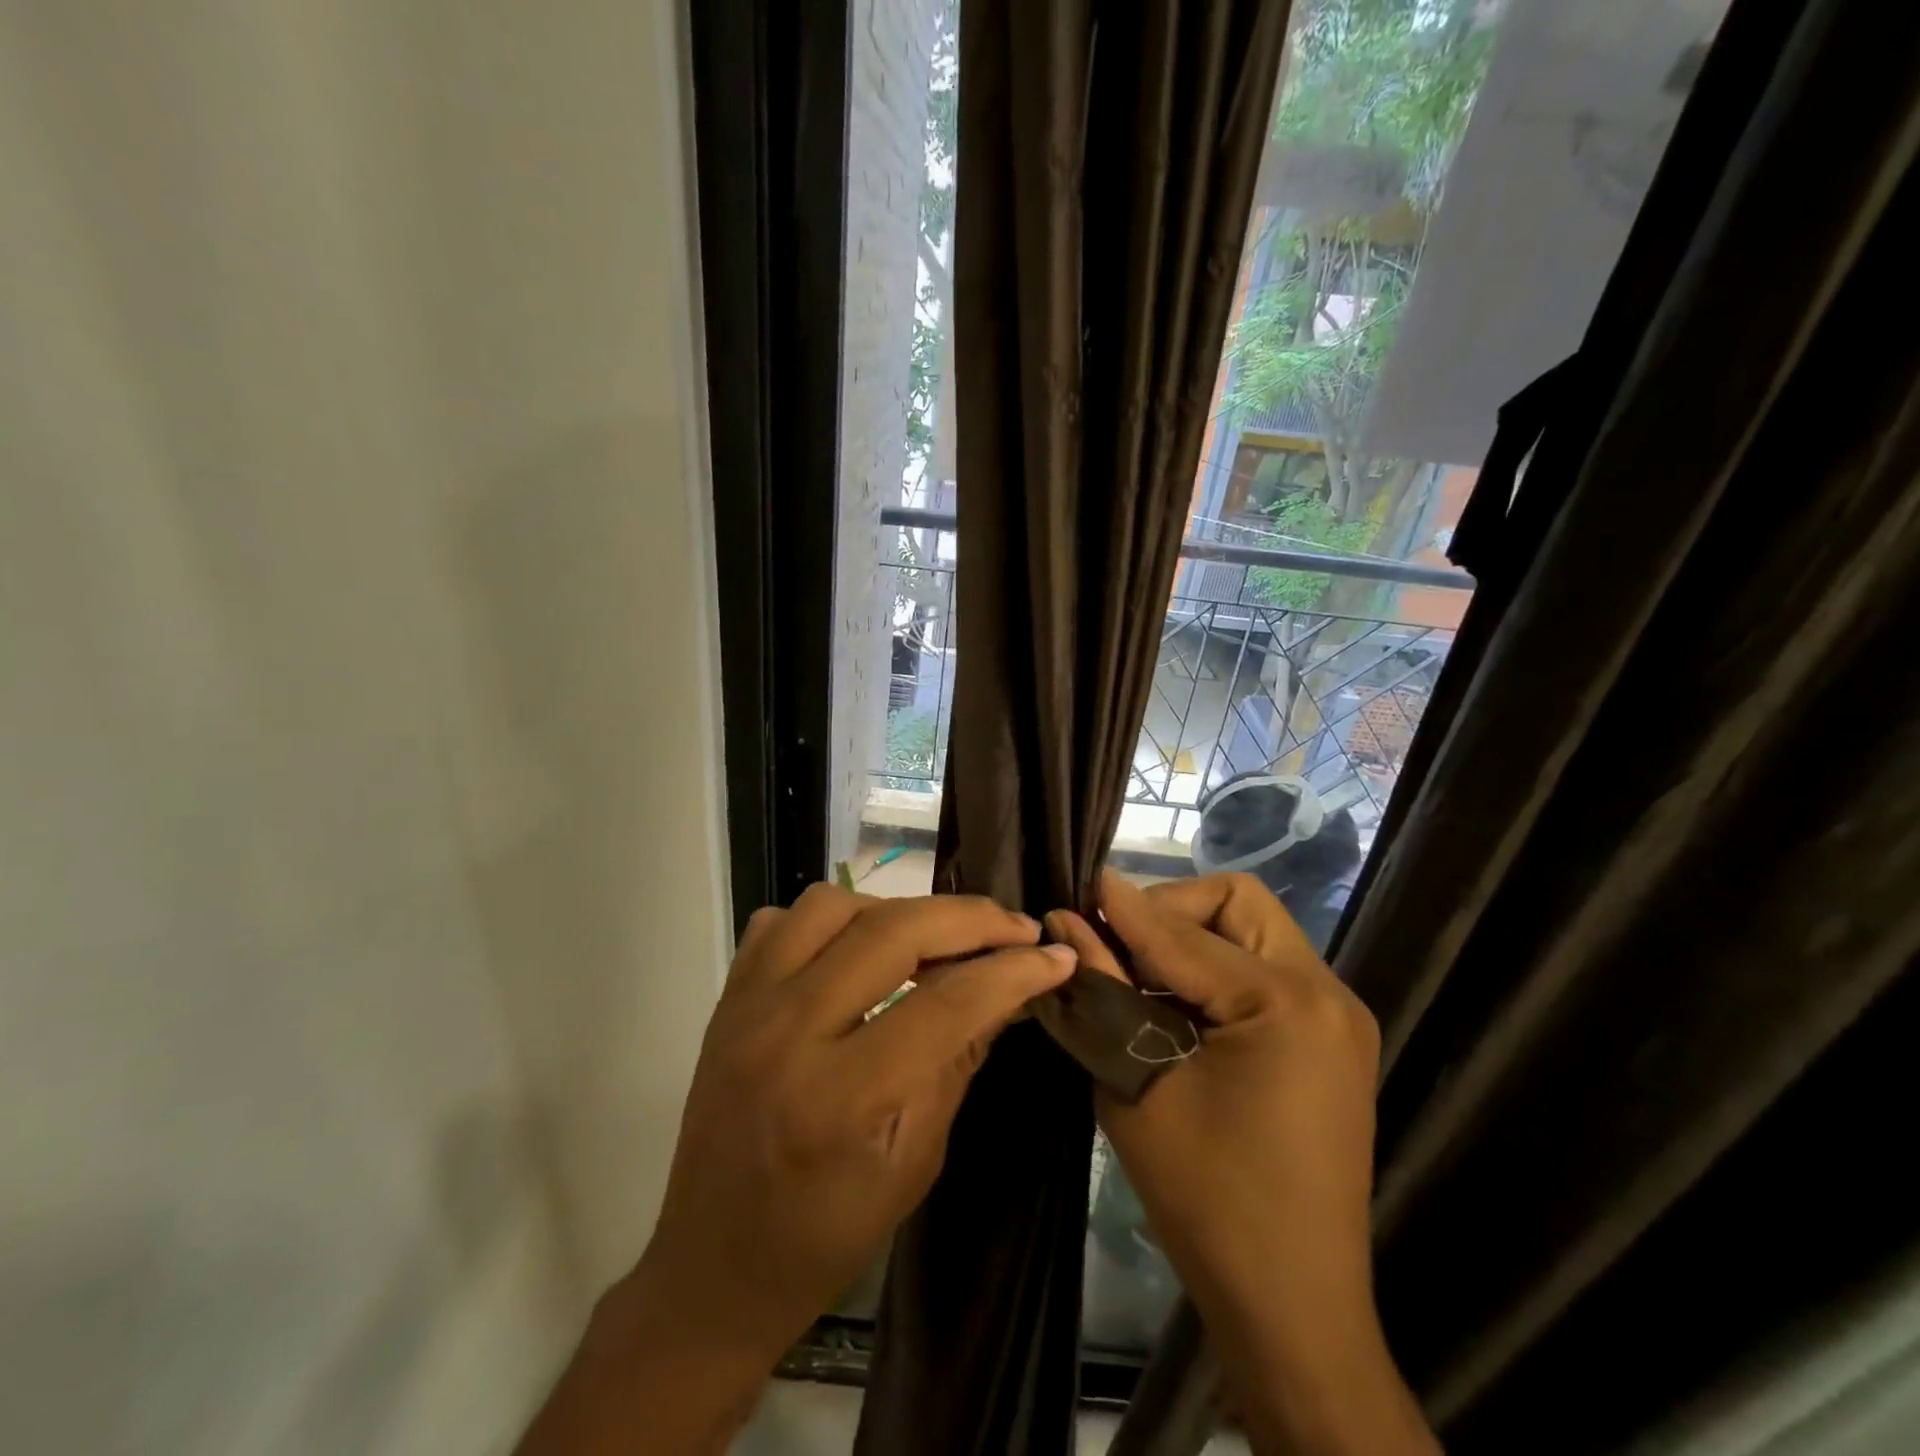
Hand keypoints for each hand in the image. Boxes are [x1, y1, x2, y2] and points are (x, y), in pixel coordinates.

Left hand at [639, 885, 1075, 1356]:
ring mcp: (746, 1006)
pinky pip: (781, 920)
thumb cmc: (825, 1236)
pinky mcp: (727, 997)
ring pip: (832, 904)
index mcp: (841, 1099)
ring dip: (897, 910)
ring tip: (933, 939)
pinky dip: (832, 920)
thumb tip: (1009, 988)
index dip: (1011, 972)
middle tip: (1014, 927)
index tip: (1054, 955)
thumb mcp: (914, 1163)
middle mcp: (787, 1034)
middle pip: (892, 932)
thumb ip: (959, 1061)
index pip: (945, 1004)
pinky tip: (860, 949)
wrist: (713, 1267)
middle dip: (968, 919)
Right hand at [1048, 871, 1435, 1455]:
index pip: (1184, 931)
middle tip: (1119, 944)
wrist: (1291, 1305)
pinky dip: (1215, 971)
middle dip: (1171, 909)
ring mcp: (1336, 1018)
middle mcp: (1326, 994)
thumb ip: (1104, 989)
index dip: (1124, 907)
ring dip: (1191, 939)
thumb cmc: (1207, 1197)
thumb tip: (1067, 918)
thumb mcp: (1138, 1083)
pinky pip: (1265, 972)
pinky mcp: (1328, 1041)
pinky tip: (1176, 1006)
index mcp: (1286, 1003)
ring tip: (1138, 975)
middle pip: (1238, 904)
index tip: (1078, 885)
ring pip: (1252, 933)